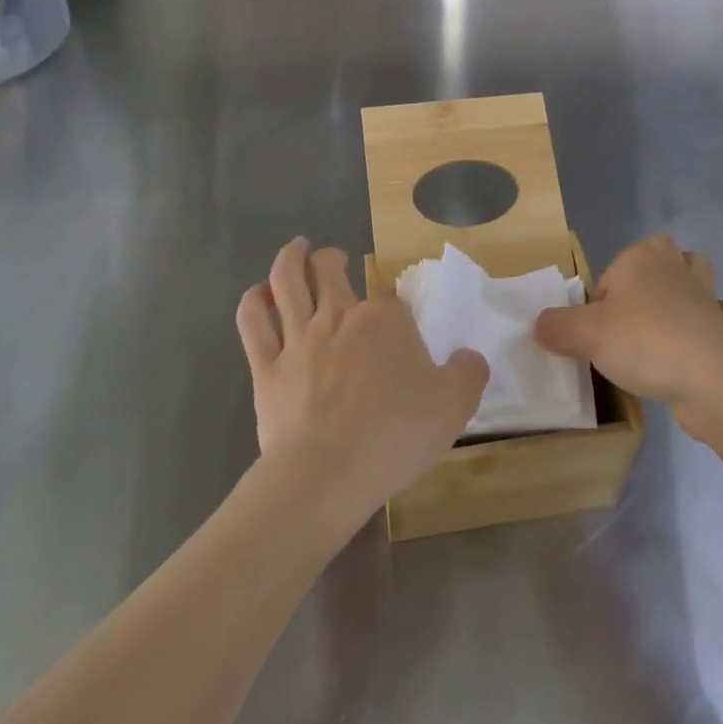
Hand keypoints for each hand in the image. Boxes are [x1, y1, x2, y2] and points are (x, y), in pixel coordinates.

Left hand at [236, 238, 489, 532]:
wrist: (327, 473)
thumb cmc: (395, 435)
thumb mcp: (455, 406)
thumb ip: (468, 373)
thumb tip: (468, 357)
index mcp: (385, 320)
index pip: (390, 300)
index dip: (393, 310)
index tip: (398, 326)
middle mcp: (338, 316)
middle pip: (329, 269)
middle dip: (331, 258)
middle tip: (334, 258)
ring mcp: (298, 338)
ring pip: (286, 281)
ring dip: (290, 259)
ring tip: (296, 250)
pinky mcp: (266, 367)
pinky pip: (254, 322)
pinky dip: (254, 301)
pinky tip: (259, 295)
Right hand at [535, 235, 722, 439]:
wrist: (713, 381)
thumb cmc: (644, 344)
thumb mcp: (584, 335)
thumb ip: (556, 327)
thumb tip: (540, 326)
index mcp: (640, 261)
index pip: (611, 270)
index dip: (600, 298)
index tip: (595, 331)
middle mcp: (676, 270)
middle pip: (663, 253)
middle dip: (653, 270)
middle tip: (634, 312)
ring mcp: (709, 298)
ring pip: (703, 274)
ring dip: (694, 285)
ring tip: (676, 312)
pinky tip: (719, 336)